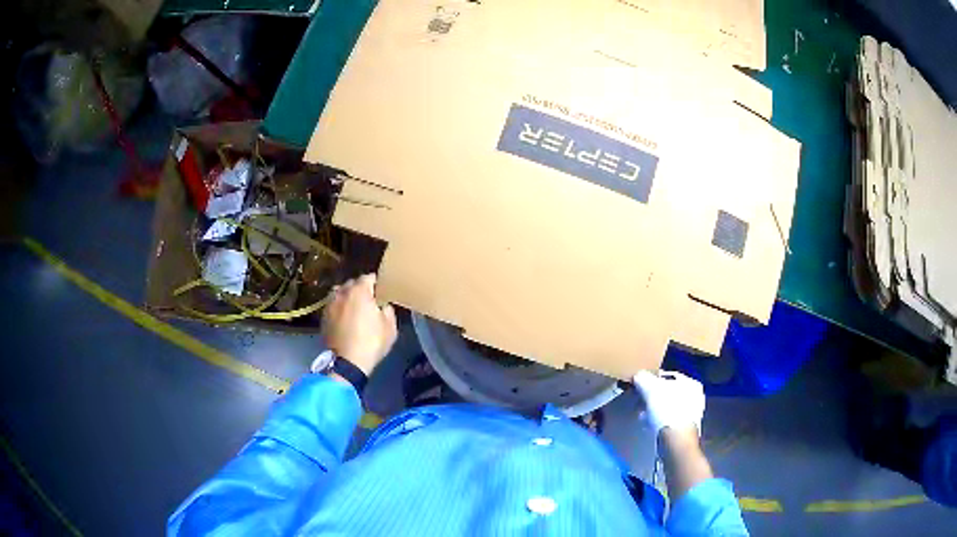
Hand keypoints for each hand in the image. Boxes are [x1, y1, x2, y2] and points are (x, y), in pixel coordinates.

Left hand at [322, 274, 397, 374]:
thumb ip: (388, 310)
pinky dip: (339, 308)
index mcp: (359, 291)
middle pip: (352, 283)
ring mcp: (330, 305)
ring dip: (347, 297)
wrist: (347, 362)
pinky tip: (344, 319)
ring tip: (353, 307)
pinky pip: (333, 306)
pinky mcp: (323, 317)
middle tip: (369, 300)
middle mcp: (342, 293)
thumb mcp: (390, 327)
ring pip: (339, 293)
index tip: (381, 291)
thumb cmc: (371, 342)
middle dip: (360, 289)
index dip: (376, 283)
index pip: (368, 277)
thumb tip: (383, 305)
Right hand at [633, 370, 704, 439]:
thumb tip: (638, 375)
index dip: (652, 379)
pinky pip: (666, 420)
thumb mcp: (651, 389)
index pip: (668, 376)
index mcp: (690, 383)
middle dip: (651, 396)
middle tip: (639, 400)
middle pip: (667, 392)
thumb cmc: (667, 411)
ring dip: (653, 410)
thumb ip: (643, 378)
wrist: (676, 442)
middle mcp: (694, 397)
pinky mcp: (683, 429)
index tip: (639, 385)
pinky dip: (657, 421)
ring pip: (666, 407)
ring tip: (641, 414)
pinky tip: (648, 425)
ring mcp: (690, 415)